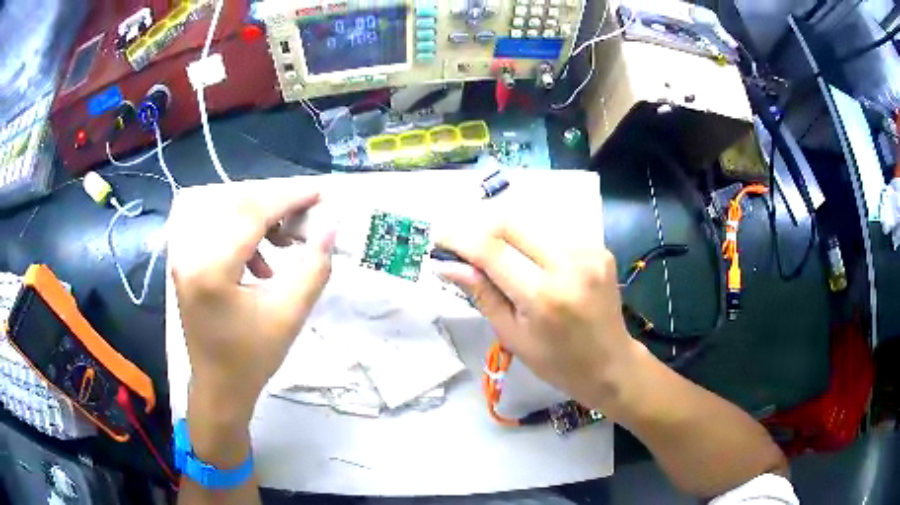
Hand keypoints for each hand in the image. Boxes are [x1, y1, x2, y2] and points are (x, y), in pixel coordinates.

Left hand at [168, 179, 334, 423]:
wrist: (219, 387)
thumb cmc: (252, 357)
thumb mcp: (290, 314)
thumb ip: (314, 267)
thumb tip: (330, 227)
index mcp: (211, 268)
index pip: (252, 214)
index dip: (288, 198)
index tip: (319, 193)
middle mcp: (190, 253)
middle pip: (237, 205)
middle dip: (276, 204)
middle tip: (305, 216)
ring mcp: (184, 256)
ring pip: (227, 214)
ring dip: (260, 219)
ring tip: (285, 242)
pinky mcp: (186, 263)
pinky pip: (218, 231)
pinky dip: (245, 235)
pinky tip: (262, 264)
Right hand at [435, 218, 641, 418]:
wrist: (611, 364)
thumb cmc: (558, 363)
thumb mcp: (512, 335)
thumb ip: (482, 294)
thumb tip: (447, 265)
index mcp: (543, 296)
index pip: (492, 250)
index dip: (459, 238)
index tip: (438, 236)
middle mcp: (569, 264)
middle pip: (511, 223)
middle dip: (480, 227)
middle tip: (462, 244)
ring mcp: (589, 252)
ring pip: (532, 226)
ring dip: (507, 237)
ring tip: (497, 259)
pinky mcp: (600, 248)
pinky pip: (554, 236)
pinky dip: (534, 245)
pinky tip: (532, 265)